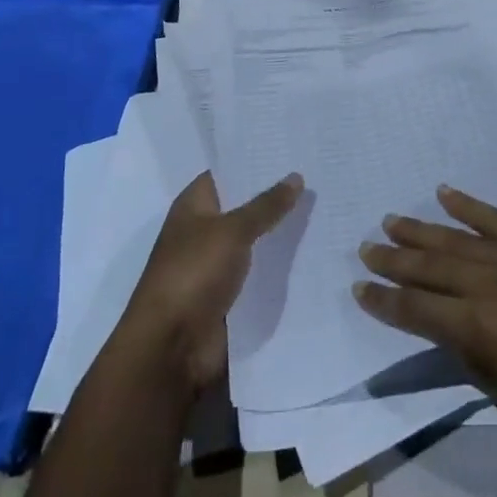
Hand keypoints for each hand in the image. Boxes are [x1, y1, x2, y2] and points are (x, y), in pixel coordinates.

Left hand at [114, 170, 302, 396]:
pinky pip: (259, 272)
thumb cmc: (193, 274)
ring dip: (281, 232)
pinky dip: (279, 266)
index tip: (292, 148)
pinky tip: (313, 252)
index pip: (228, 172)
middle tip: (319, 175)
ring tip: (325, 209)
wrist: (171, 348)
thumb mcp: (232, 231)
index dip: (256, 160)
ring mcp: (216, 264)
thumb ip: (266, 205)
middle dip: (276, 196)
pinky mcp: (229, 295)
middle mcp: (204, 230)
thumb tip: (296, 176)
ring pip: (255, 240)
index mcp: (194, 205)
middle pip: (244, 205)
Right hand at [355, 185, 496, 496]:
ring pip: (461, 239)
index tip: (359, 289)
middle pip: (432, 267)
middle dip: (395, 259)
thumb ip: (479, 361)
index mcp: (480, 333)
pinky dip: (473, 205)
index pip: (418, 311)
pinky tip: (449, 193)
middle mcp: (494, 288)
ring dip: (424, 229)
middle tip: (366, 247)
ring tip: (393, 219)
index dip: (385, 302)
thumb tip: (457, 333)